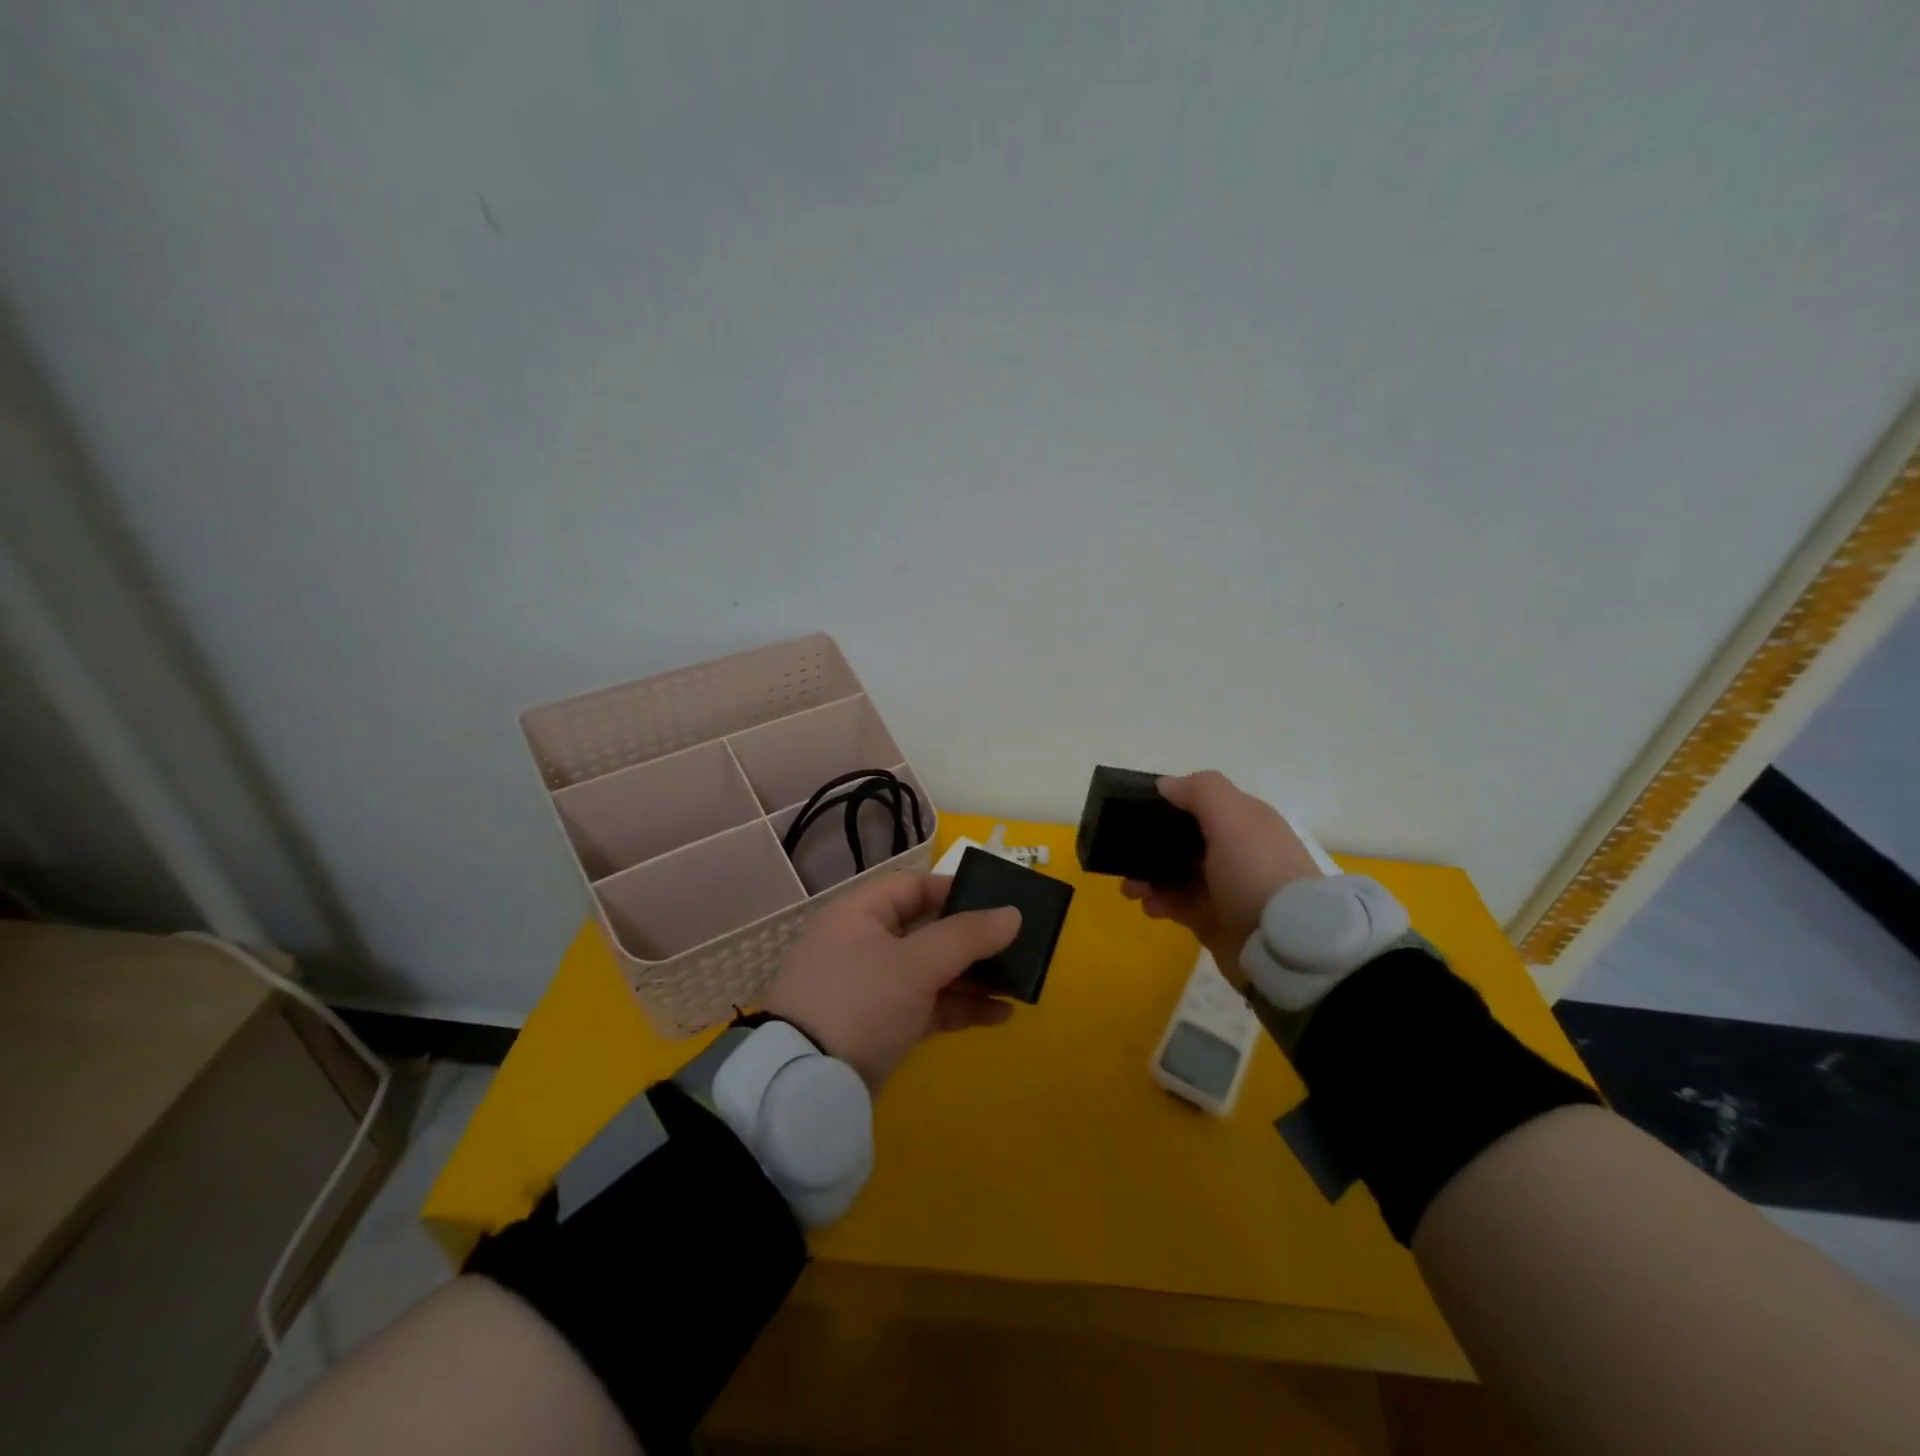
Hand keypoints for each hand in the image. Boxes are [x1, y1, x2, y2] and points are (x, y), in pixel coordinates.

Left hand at [764, 873, 1021, 1088]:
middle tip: (1018, 945)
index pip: (913, 886)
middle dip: (973, 940)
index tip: (999, 902)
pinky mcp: (880, 1026)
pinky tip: (1001, 1015)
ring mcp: (871, 987)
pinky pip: (927, 1006)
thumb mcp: (915, 964)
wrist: (805, 1087)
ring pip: (931, 971)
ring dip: (973, 977)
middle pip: (927, 930)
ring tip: (1019, 984)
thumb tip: (1013, 914)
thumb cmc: (860, 1002)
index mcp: (860, 914)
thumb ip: (966, 936)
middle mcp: (864, 944)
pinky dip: (959, 1008)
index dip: (956, 889)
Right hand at [1122, 770, 1322, 982]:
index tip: (1138, 810)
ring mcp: (1225, 888)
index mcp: (1246, 822)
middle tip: (1123, 855)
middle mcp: (1237, 851)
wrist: (1284, 947)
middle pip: (1184, 839)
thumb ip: (1200, 792)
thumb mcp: (1233, 819)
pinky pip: (1178, 905)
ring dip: (1148, 876)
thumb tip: (1165, 784)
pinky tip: (1149, 907)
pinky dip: (1160, 903)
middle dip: (1150, 844)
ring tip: (1131, 890)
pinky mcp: (1215, 921)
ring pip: (1176, 873)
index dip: (1171, 803)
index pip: (1203, 803)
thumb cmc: (1255, 872)